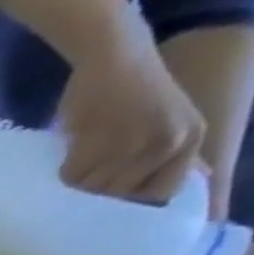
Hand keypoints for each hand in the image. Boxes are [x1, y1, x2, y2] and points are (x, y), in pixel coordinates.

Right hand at [57, 12, 204, 202]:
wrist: (114, 53)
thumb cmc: (133, 90)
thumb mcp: (165, 123)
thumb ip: (167, 155)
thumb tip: (171, 190)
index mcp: (191, 139)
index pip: (160, 194)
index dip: (130, 201)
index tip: (108, 201)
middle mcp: (171, 143)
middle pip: (120, 195)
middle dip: (98, 191)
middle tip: (88, 176)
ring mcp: (135, 143)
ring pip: (93, 188)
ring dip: (78, 181)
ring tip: (78, 161)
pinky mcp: (99, 141)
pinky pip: (72, 176)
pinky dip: (62, 170)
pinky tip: (69, 151)